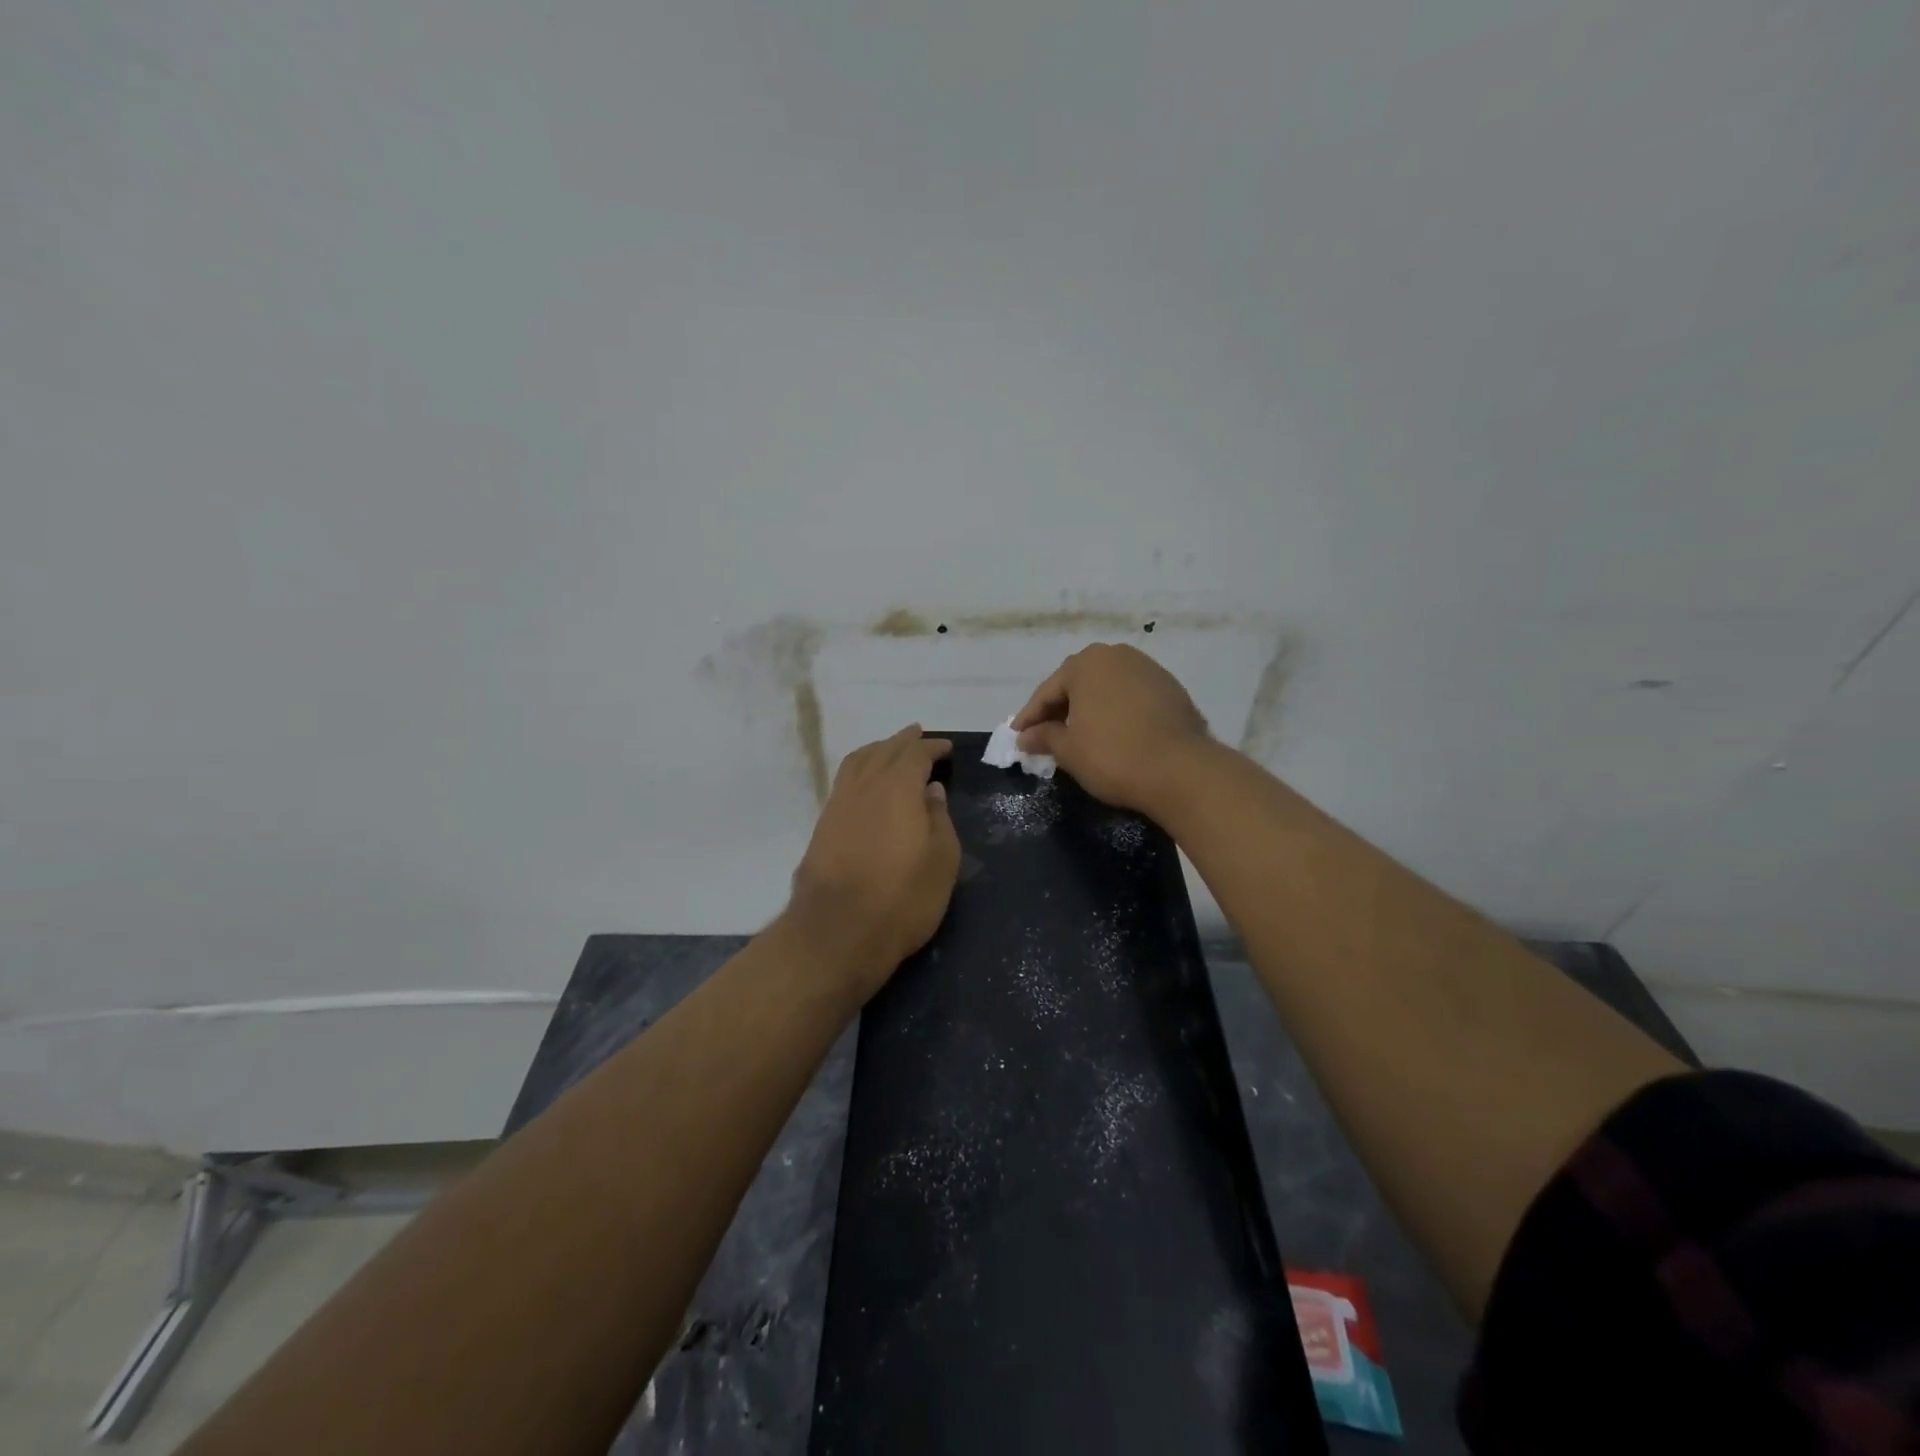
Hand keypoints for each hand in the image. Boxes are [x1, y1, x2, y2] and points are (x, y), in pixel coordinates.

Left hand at [783, 725, 959, 1000]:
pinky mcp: (823, 825)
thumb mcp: (941, 861)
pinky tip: (865, 781)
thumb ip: (939, 819)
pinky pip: (844, 780)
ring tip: (890, 750)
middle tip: (918, 735)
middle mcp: (865, 786)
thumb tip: (931, 789)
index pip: (916, 755)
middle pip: (884, 751)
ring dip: (877, 750)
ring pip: (858, 762)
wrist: (837, 932)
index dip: (932, 748)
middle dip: (903, 741)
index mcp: (898, 788)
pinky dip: (860, 768)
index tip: (946, 748)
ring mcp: (839, 804)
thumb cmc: (902, 898)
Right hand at [1012, 643, 1211, 814]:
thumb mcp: (1069, 750)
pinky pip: (1130, 697)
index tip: (1018, 738)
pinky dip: (1115, 712)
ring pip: (1106, 688)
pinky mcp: (1171, 688)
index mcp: (1087, 663)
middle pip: (1078, 683)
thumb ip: (1044, 737)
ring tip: (1078, 736)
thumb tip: (1026, 737)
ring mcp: (1148, 669)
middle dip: (1060, 709)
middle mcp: (1117, 655)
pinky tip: (1112, 734)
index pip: (1048, 691)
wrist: (1181, 770)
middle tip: (1045, 736)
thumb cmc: (1113, 756)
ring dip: (1089, 709)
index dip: (1030, 717)